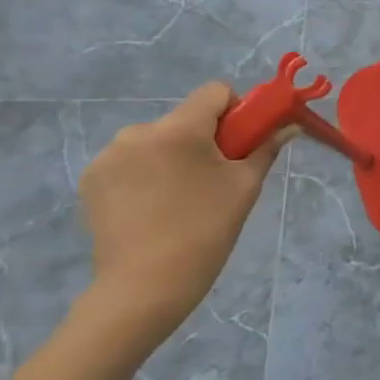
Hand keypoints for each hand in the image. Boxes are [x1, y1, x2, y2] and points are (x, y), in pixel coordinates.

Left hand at [78, 83, 291, 343]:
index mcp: (180, 128)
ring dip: (170, 155)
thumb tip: (289, 127)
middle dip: (202, 138)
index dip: (235, 110)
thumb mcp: (245, 187)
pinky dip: (144, 173)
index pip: (215, 92)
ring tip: (178, 197)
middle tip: (212, 178)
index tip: (239, 143)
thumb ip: (265, 148)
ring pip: (155, 139)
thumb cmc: (205, 231)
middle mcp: (139, 131)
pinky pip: (129, 160)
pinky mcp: (90, 180)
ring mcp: (109, 156)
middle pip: (184, 118)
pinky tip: (150, 206)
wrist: (144, 288)